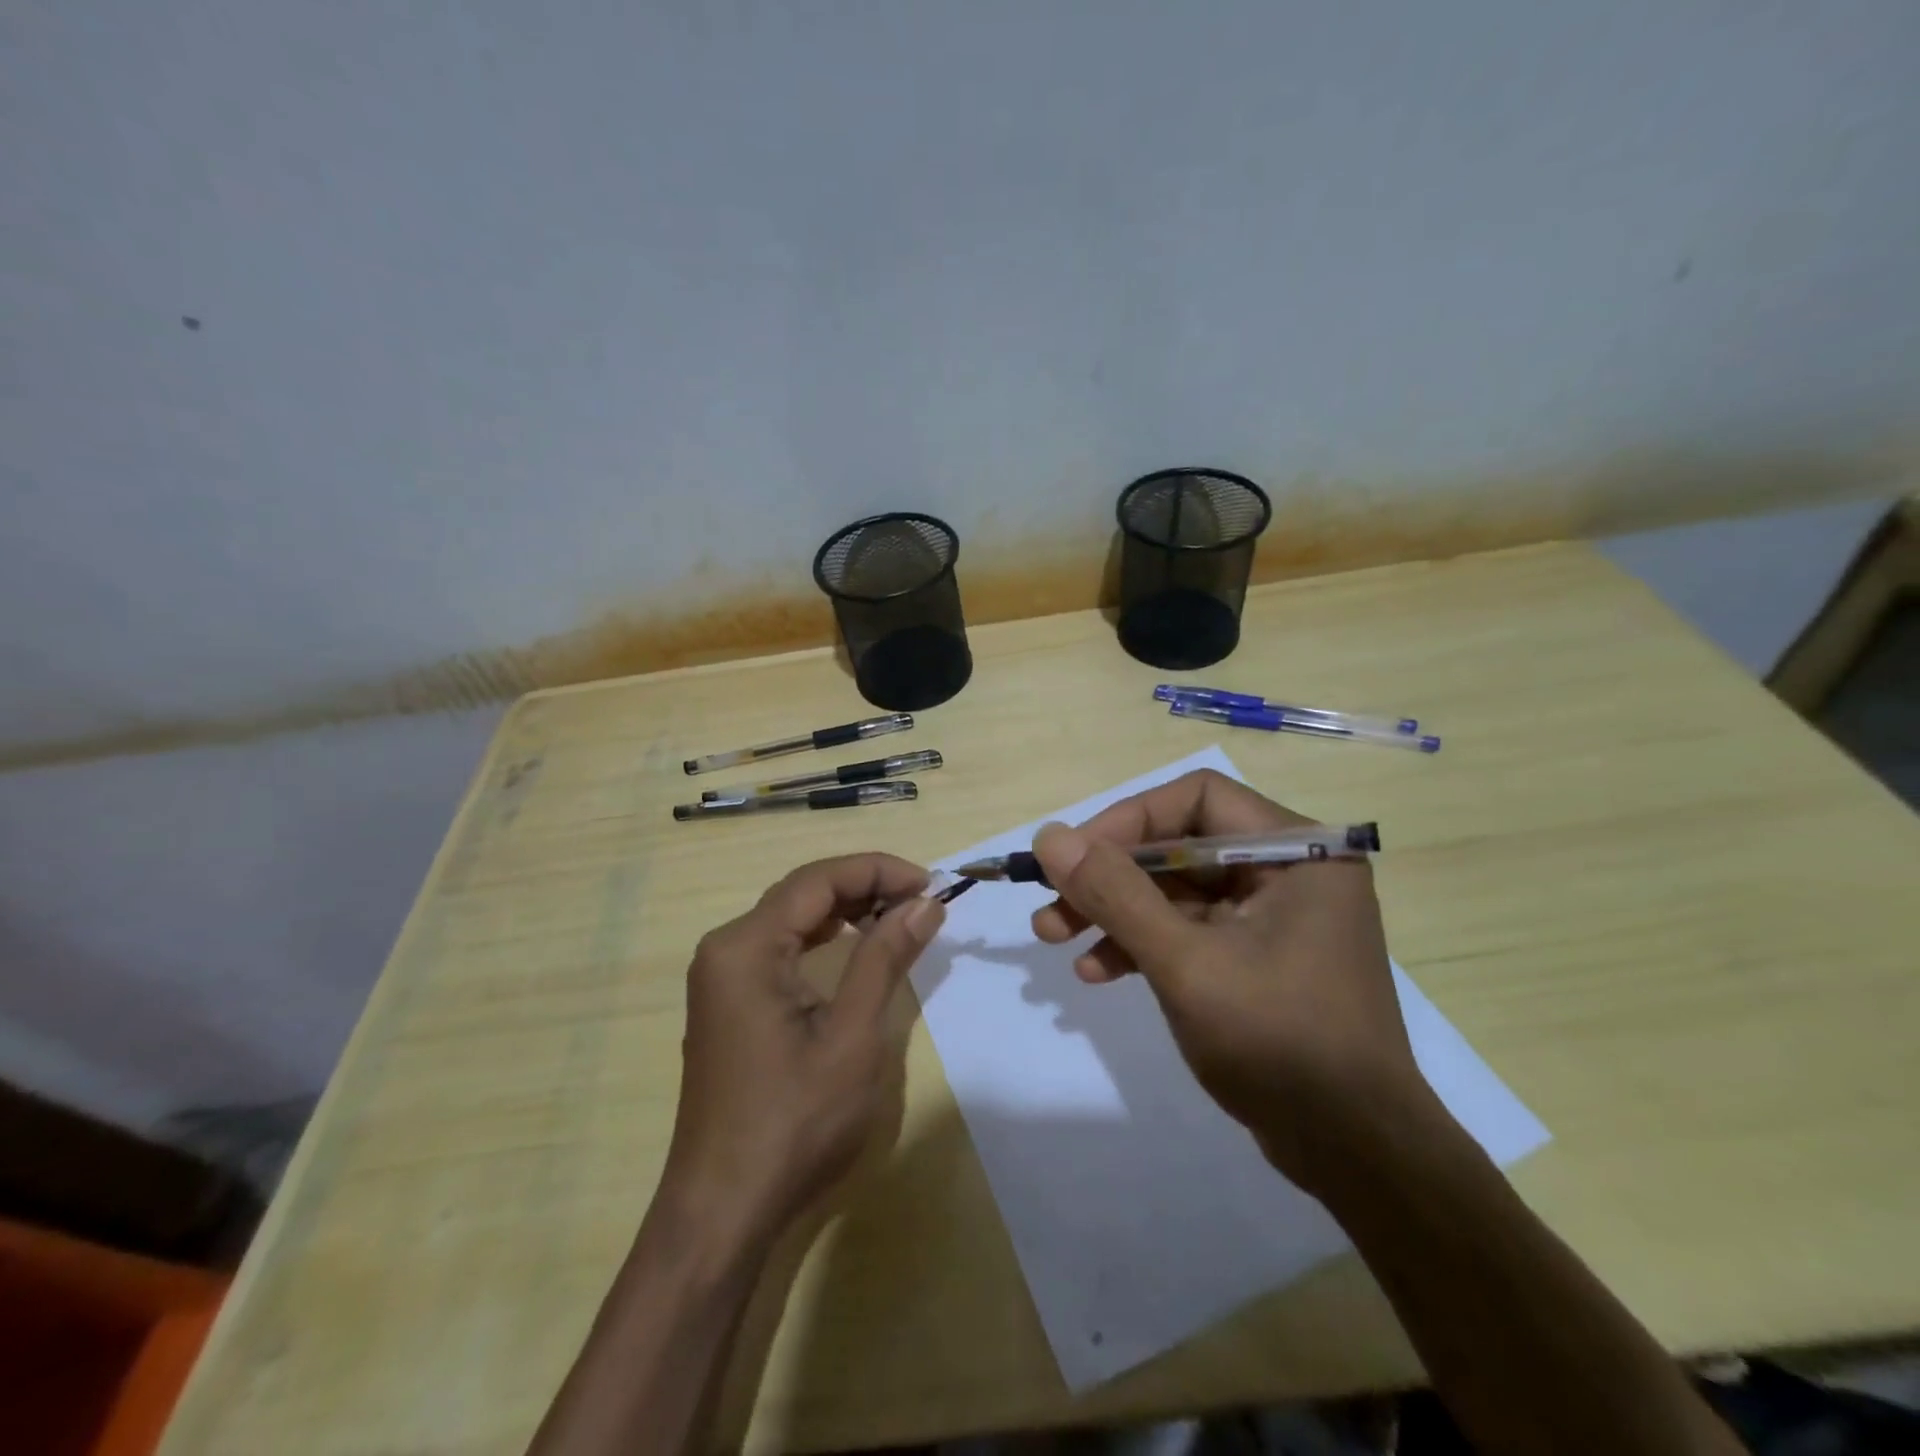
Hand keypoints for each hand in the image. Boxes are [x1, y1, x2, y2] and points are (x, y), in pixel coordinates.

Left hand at [659, 854, 944, 1244]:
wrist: (723, 1210)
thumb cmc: (793, 1122)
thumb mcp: (852, 1036)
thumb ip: (885, 958)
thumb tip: (925, 902)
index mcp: (745, 946)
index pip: (818, 880)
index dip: (878, 871)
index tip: (930, 883)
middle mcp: (725, 948)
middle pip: (802, 893)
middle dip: (864, 886)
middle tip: (921, 900)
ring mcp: (721, 976)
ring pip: (791, 917)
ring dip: (845, 909)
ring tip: (897, 915)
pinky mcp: (729, 1002)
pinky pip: (779, 947)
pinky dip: (822, 938)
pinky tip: (852, 945)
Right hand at [1030, 769, 1429, 1190]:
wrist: (1354, 1155)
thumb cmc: (1279, 1042)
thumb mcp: (1186, 963)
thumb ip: (1116, 894)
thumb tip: (1050, 836)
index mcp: (1298, 852)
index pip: (1197, 798)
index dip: (1128, 819)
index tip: (1075, 855)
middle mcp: (1288, 871)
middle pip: (1179, 845)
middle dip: (1109, 875)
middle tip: (1049, 900)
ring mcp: (1272, 917)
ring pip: (1175, 891)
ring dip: (1114, 912)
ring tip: (1052, 936)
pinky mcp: (1256, 957)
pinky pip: (1188, 930)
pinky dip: (1142, 945)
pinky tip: (1097, 972)